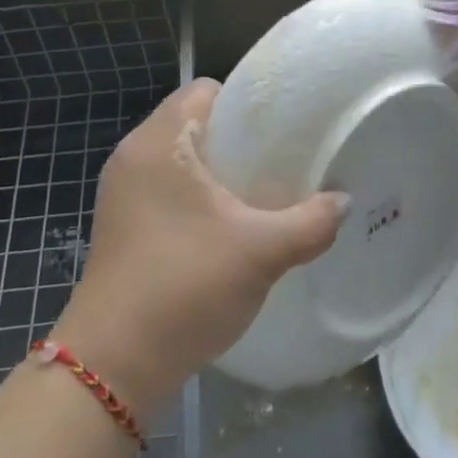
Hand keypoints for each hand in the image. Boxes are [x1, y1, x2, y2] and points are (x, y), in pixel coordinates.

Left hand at [50, 79, 346, 412]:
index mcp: (159, 142)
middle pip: (195, 123)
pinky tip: (229, 228)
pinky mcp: (122, 226)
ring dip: (219, 172)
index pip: (205, 90)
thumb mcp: (261, 252)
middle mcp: (134, 156)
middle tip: (281, 162)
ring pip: (182, 160)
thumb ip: (311, 222)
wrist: (113, 367)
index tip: (282, 129)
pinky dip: (198, 197)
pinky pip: (168, 190)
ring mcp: (122, 193)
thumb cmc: (184, 287)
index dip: (246, 102)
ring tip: (261, 195)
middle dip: (239, 139)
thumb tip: (344, 203)